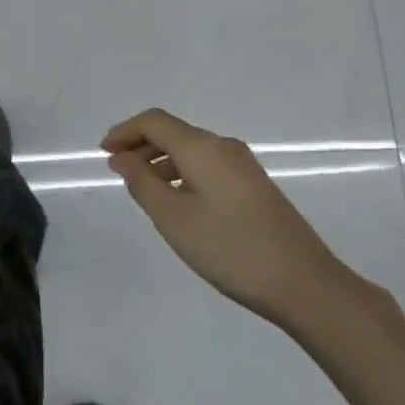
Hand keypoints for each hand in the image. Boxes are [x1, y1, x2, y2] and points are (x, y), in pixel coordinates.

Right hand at [102, 108, 348, 325]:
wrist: (302, 282)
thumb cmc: (230, 248)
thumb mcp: (174, 219)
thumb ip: (143, 183)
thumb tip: (123, 156)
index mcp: (203, 148)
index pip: (155, 121)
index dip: (125, 131)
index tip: (102, 152)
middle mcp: (224, 147)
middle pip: (174, 132)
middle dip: (141, 145)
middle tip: (116, 170)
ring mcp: (243, 166)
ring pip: (192, 151)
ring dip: (162, 162)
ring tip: (141, 190)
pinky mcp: (254, 187)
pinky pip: (208, 167)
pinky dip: (182, 174)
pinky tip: (177, 203)